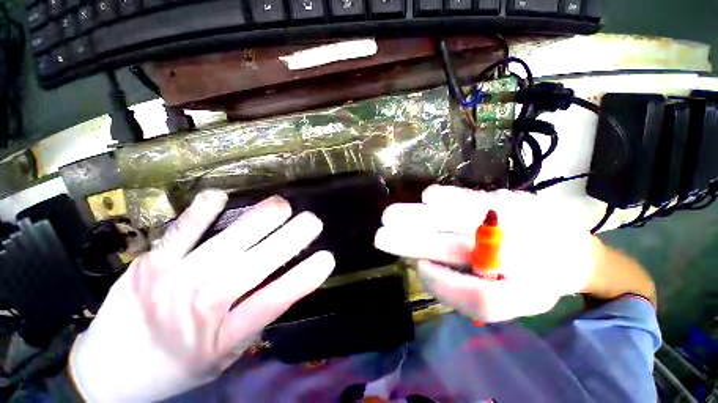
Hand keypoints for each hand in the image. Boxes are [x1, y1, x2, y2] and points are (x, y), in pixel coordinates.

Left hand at [69, 190, 334, 401]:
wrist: (110, 370)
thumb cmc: (176, 366)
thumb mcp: (222, 356)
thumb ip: (253, 320)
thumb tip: (284, 283)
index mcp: (224, 336)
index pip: (274, 301)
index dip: (304, 278)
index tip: (328, 257)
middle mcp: (203, 307)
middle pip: (255, 266)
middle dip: (291, 238)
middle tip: (313, 220)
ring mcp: (174, 281)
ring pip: (226, 243)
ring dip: (260, 220)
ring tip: (283, 204)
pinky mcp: (151, 263)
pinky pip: (181, 231)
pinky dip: (203, 211)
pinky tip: (221, 196)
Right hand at [374, 186, 597, 322]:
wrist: (571, 249)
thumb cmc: (532, 280)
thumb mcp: (506, 302)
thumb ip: (466, 293)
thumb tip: (424, 266)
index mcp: (525, 293)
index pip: (479, 297)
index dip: (441, 284)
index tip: (417, 268)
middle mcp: (523, 257)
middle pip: (458, 250)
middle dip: (412, 242)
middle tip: (380, 236)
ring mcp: (516, 222)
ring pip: (459, 220)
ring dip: (418, 217)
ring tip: (389, 216)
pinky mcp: (510, 199)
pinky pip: (471, 198)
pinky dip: (444, 196)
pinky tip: (426, 198)